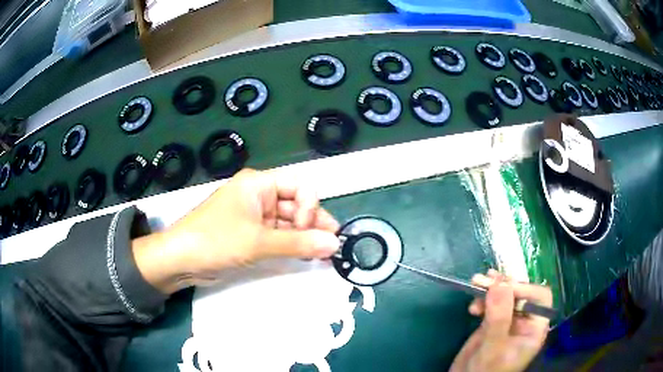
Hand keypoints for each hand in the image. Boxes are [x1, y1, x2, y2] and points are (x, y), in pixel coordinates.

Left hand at [133, 169, 340, 293]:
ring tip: (323, 256)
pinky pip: (277, 237)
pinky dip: (291, 247)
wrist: (179, 260)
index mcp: (258, 184)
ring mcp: (254, 217)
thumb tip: (335, 244)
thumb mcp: (257, 242)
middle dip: (313, 225)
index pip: (298, 186)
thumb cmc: (215, 241)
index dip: (310, 206)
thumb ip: (298, 244)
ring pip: (288, 224)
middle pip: (296, 205)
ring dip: (304, 238)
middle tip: (331, 247)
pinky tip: (304, 257)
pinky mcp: (250, 236)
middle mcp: (258, 197)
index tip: (309, 231)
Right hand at [450, 269, 552, 371]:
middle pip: (520, 293)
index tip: (502, 287)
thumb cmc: (485, 371)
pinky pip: (491, 304)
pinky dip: (482, 299)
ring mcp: (507, 322)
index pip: (539, 298)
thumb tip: (500, 283)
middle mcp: (524, 322)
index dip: (524, 289)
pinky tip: (473, 306)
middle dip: (503, 285)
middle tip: (482, 280)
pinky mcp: (492, 323)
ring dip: (490, 289)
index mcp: (534, 328)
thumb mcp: (494, 346)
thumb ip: (499, 317)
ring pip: (504, 296)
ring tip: (474, 284)